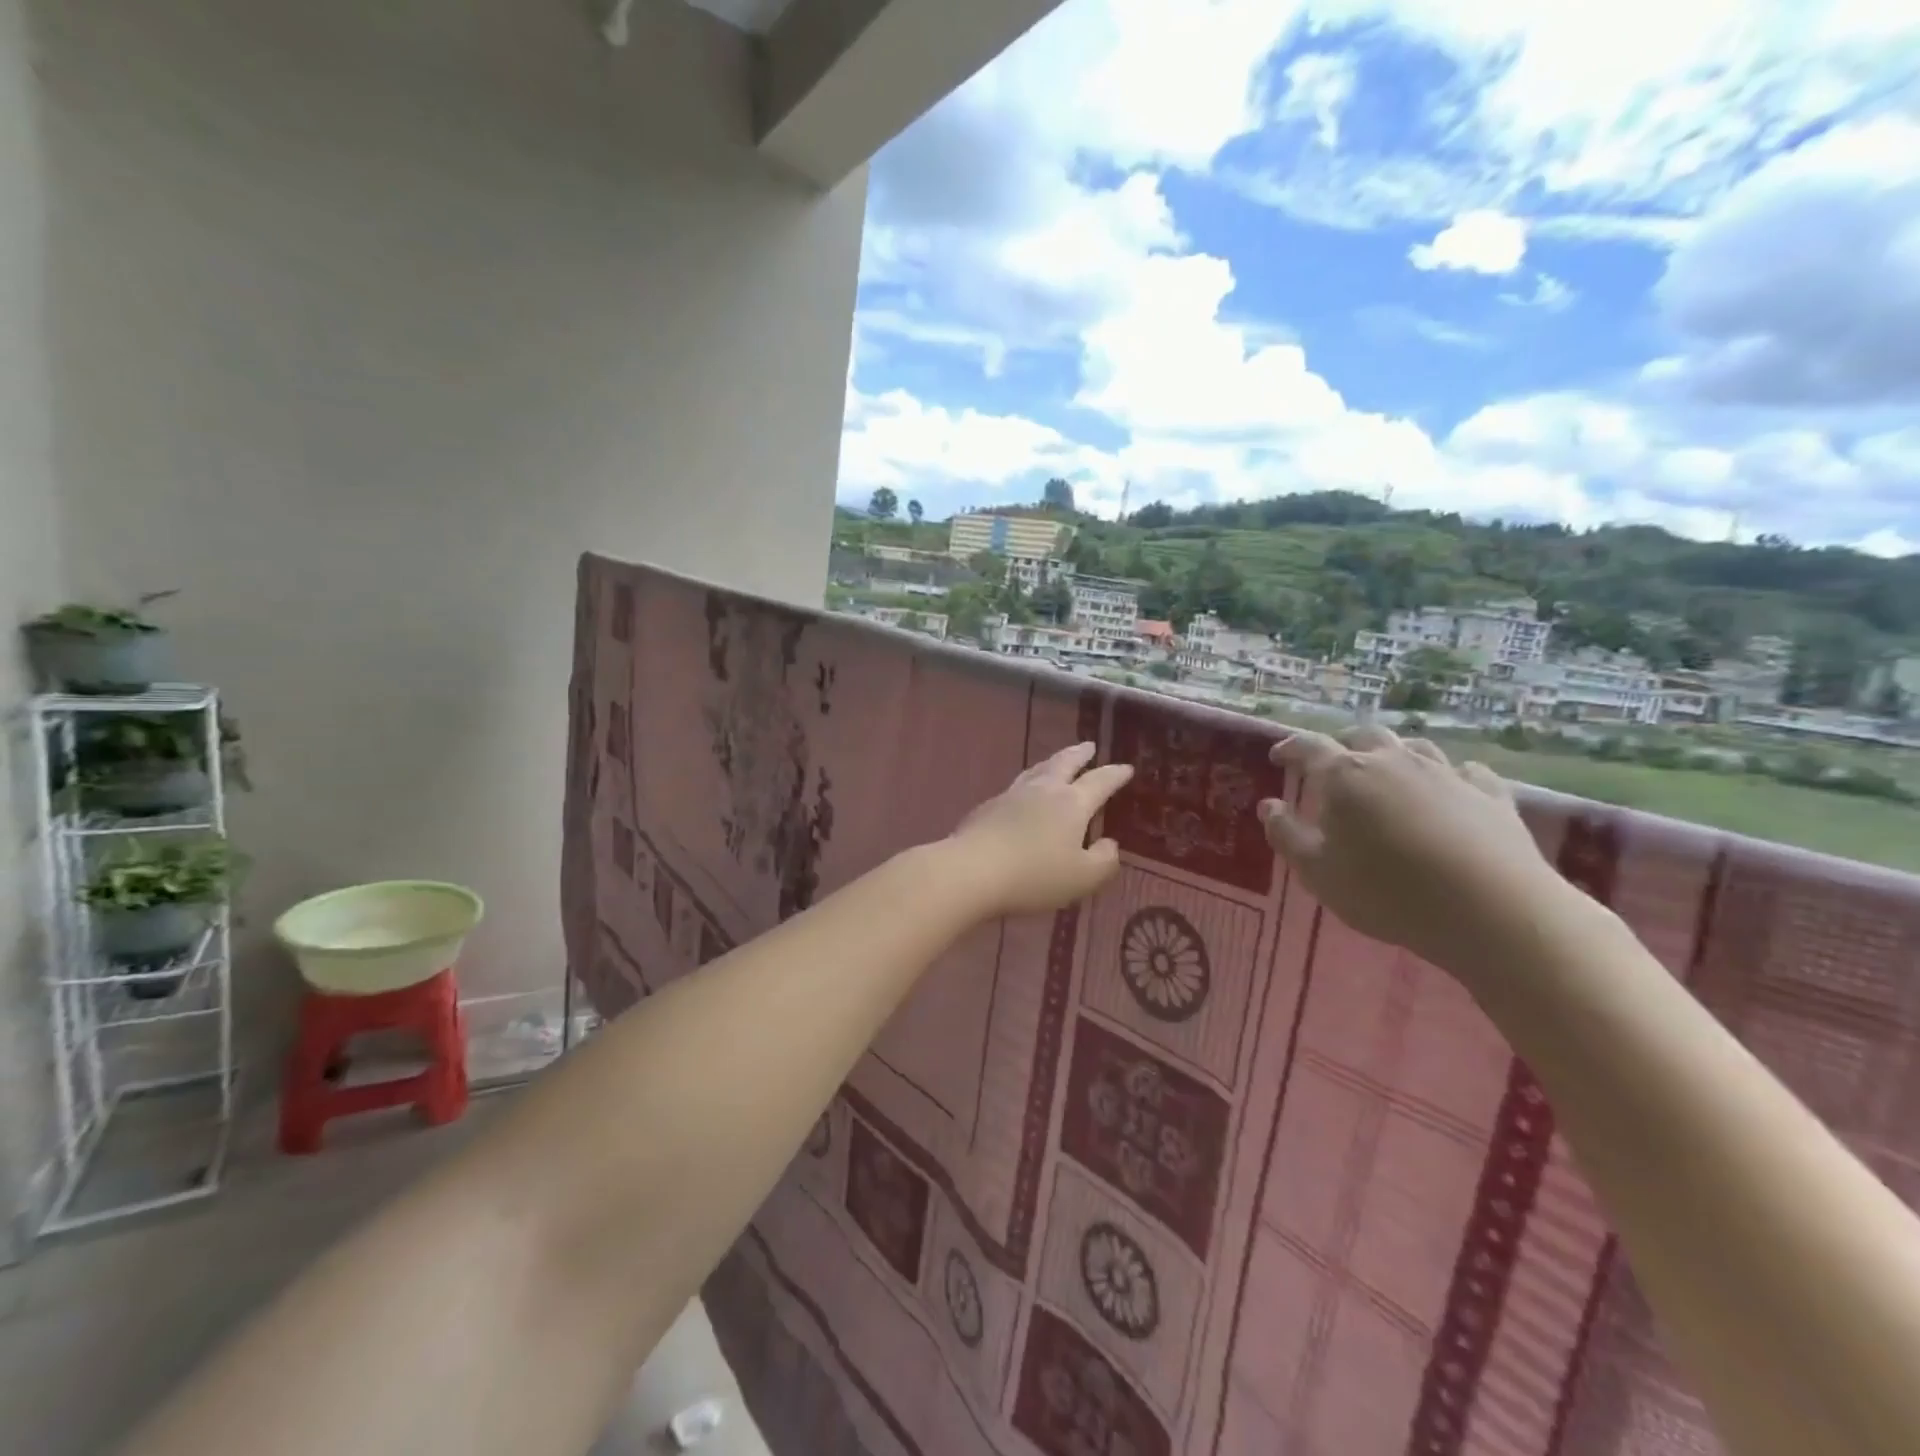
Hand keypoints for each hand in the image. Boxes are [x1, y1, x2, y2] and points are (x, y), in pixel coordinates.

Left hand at [948, 743, 1133, 917]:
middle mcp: (1043, 791)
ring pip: (1037, 770)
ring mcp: (1012, 795)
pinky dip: (1028, 783)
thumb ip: (1103, 860)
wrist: (972, 870)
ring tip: (1058, 762)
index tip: (1126, 767)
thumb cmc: (1034, 876)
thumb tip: (1109, 843)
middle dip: (1080, 754)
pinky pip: (1016, 787)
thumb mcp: (1082, 878)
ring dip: (1052, 763)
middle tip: (1089, 746)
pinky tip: (1024, 794)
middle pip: (1064, 763)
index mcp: (1072, 803)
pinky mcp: (988, 807)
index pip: (1100, 782)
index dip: (1115, 774)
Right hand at [1259, 726, 1568, 970]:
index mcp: (1344, 775)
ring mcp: (1446, 773)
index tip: (1277, 756)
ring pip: (1414, 747)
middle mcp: (1393, 761)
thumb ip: (1286, 835)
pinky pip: (1465, 771)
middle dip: (1342, 743)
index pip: (1308, 746)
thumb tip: (1269, 806)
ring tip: (1387, 772)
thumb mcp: (1317, 872)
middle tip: (1331, 762)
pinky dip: (1449, 775)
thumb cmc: (1386, 892)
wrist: (1491, 910)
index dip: (1290, 748)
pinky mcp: (1491, 795)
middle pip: (1363, 736)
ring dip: (1394, 754)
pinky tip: (1450, 788)